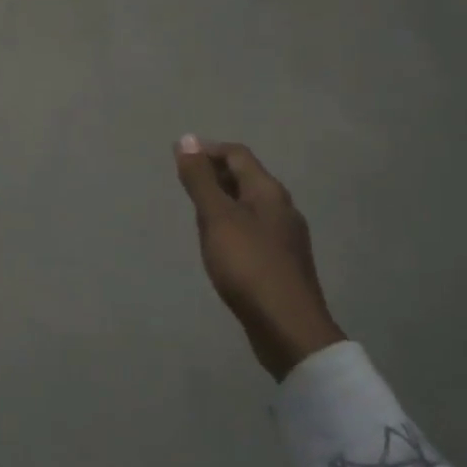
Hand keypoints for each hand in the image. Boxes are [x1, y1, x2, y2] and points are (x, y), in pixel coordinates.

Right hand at [173, 137, 344, 379]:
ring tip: (196, 212)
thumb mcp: (218, 218)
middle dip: (215, 174)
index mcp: (269, 192)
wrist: (287, 327)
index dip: (208, 151)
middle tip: (184, 184)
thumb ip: (200, 180)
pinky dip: (232, 226)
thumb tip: (186, 139)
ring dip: (223, 201)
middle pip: (246, 178)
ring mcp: (285, 238)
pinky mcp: (281, 263)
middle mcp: (282, 208)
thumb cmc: (248, 266)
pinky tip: (219, 246)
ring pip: (250, 206)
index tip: (179, 158)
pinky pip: (253, 231)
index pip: (237, 155)